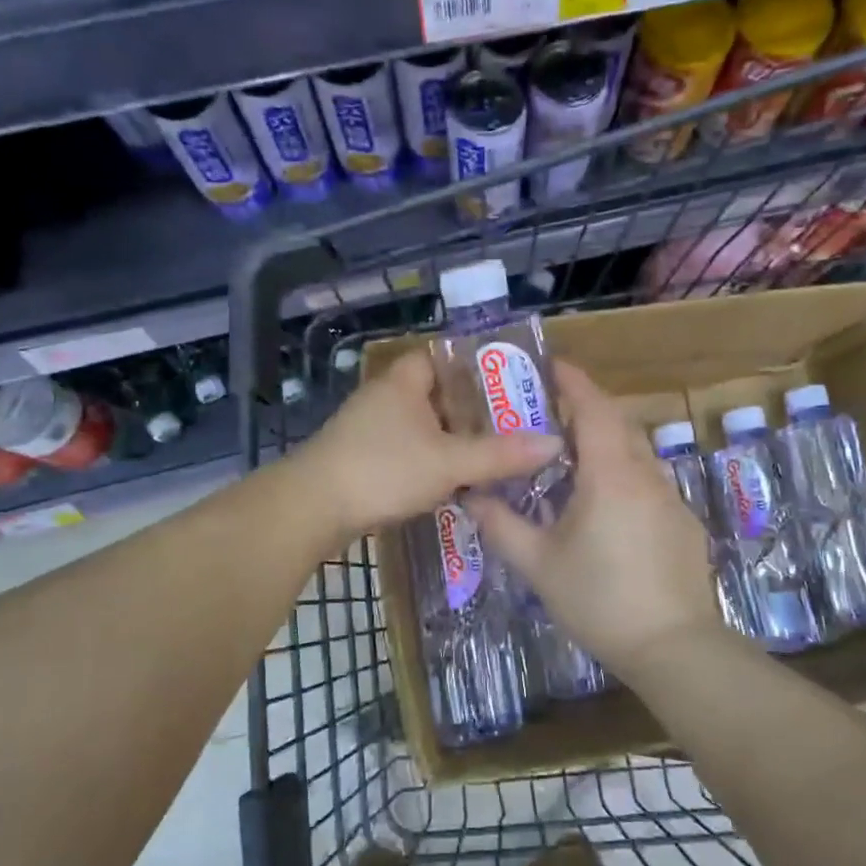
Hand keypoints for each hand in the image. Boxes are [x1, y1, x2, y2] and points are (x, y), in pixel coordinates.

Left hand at [295, 350, 563, 540]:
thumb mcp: (450, 462)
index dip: (475, 365)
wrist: (312, 509)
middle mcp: (384, 398)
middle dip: (471, 409)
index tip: (509, 383)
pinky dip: (431, 460)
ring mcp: (368, 429)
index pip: (442, 356)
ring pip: (422, 426)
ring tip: (493, 453)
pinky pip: (407, 451)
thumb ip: (500, 455)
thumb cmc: (382, 470)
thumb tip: (553, 444)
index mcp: (404, 382)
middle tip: (512, 424)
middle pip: (436, 394)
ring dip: (451, 439)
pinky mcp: (361, 459)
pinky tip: (455, 481)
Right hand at [468, 361, 729, 677]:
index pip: (593, 408)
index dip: (573, 382)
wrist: (672, 646)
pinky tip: (606, 507)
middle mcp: (646, 474)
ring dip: (607, 442)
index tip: (551, 366)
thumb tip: (471, 496)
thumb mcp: (538, 564)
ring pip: (636, 453)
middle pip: (618, 423)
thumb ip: (501, 525)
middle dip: (587, 409)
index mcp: (611, 474)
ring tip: (573, 459)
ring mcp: (671, 498)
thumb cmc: (599, 599)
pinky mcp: (683, 523)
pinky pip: (650, 481)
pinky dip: (624, 473)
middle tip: (551, 413)